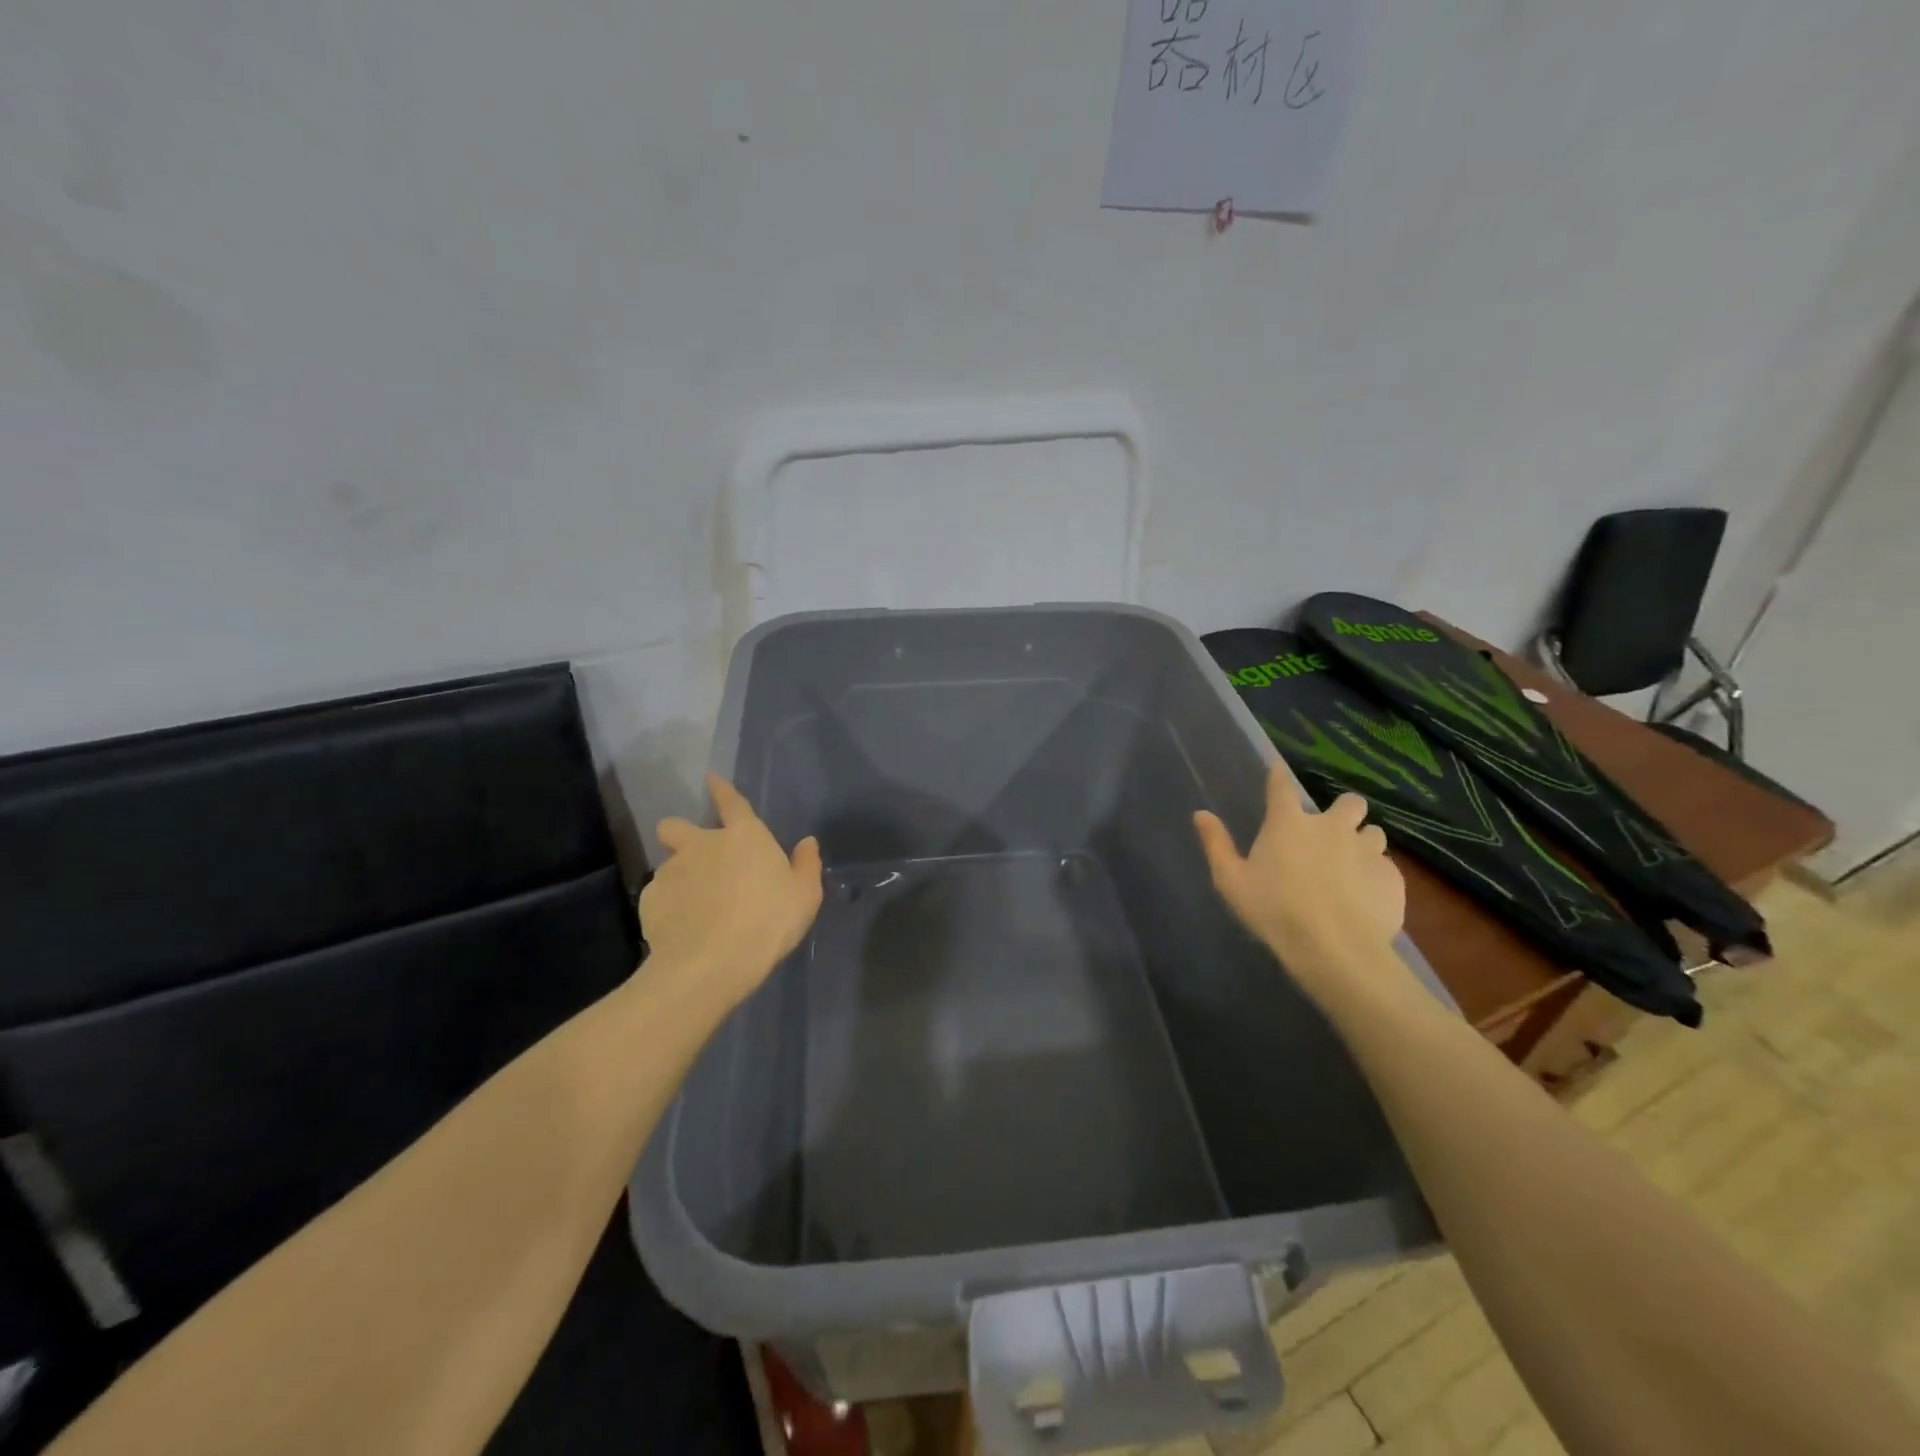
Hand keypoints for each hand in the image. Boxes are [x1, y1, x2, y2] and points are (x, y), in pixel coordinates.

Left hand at [641, 774, 822, 1007]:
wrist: (712, 962)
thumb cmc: (769, 922)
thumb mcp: (804, 896)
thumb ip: (806, 866)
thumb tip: (807, 843)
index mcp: (744, 837)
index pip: (731, 801)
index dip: (721, 789)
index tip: (711, 778)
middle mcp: (702, 844)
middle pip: (676, 826)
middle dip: (680, 835)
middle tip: (695, 860)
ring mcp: (671, 871)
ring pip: (668, 865)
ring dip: (679, 878)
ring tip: (693, 908)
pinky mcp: (649, 900)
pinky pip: (658, 896)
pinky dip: (668, 907)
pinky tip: (681, 928)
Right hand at [1194, 766, 1407, 998]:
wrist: (1335, 948)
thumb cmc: (1274, 910)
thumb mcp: (1231, 881)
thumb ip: (1216, 844)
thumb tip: (1201, 814)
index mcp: (1288, 824)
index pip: (1282, 786)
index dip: (1278, 776)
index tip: (1277, 770)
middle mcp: (1331, 826)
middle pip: (1349, 802)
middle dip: (1344, 811)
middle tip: (1331, 832)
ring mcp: (1366, 850)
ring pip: (1373, 833)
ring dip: (1362, 842)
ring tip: (1352, 865)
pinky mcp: (1391, 877)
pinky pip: (1386, 867)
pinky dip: (1375, 875)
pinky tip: (1364, 896)